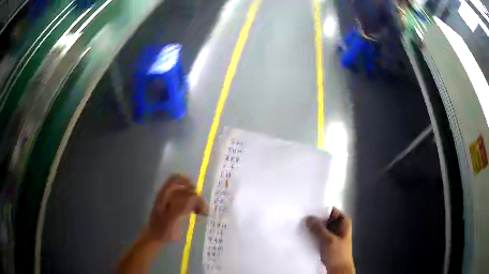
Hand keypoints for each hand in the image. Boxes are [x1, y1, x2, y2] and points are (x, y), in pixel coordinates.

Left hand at [145, 174, 207, 241]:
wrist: (155, 237)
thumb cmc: (162, 229)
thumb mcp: (171, 219)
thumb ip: (182, 207)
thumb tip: (195, 196)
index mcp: (164, 194)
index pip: (175, 179)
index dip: (186, 180)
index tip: (196, 190)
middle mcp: (168, 195)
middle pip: (184, 187)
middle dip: (195, 194)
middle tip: (203, 206)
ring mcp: (172, 202)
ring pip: (187, 196)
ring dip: (196, 201)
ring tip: (203, 211)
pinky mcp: (176, 209)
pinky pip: (187, 203)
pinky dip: (194, 206)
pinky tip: (199, 213)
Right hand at [306, 207, 354, 273]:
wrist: (338, 269)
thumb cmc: (337, 253)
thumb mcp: (328, 240)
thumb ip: (318, 228)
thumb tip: (308, 218)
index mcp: (344, 222)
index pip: (331, 210)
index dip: (320, 210)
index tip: (307, 210)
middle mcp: (339, 226)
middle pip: (325, 219)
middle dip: (315, 220)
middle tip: (301, 219)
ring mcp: (333, 234)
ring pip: (321, 228)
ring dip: (313, 228)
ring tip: (301, 226)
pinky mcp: (327, 242)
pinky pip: (319, 235)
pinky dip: (313, 235)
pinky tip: (304, 235)